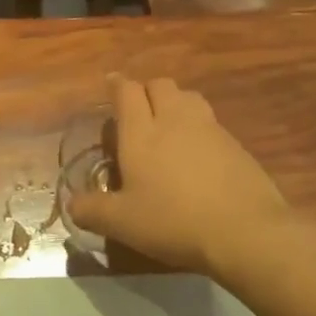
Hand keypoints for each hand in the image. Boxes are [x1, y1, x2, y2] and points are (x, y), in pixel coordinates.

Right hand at [66, 76, 286, 273]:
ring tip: (168, 126)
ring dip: (175, 102)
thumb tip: (72, 204)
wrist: (244, 230)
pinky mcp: (235, 144)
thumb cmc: (173, 221)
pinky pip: (210, 122)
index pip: (127, 92)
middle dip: (146, 91)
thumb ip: (92, 210)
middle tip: (138, 112)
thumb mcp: (122, 223)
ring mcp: (209, 128)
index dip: (117, 86)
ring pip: (189, 97)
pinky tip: (197, 153)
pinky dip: (199, 127)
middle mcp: (174, 119)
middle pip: (160, 85)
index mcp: (141, 132)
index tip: (112, 86)